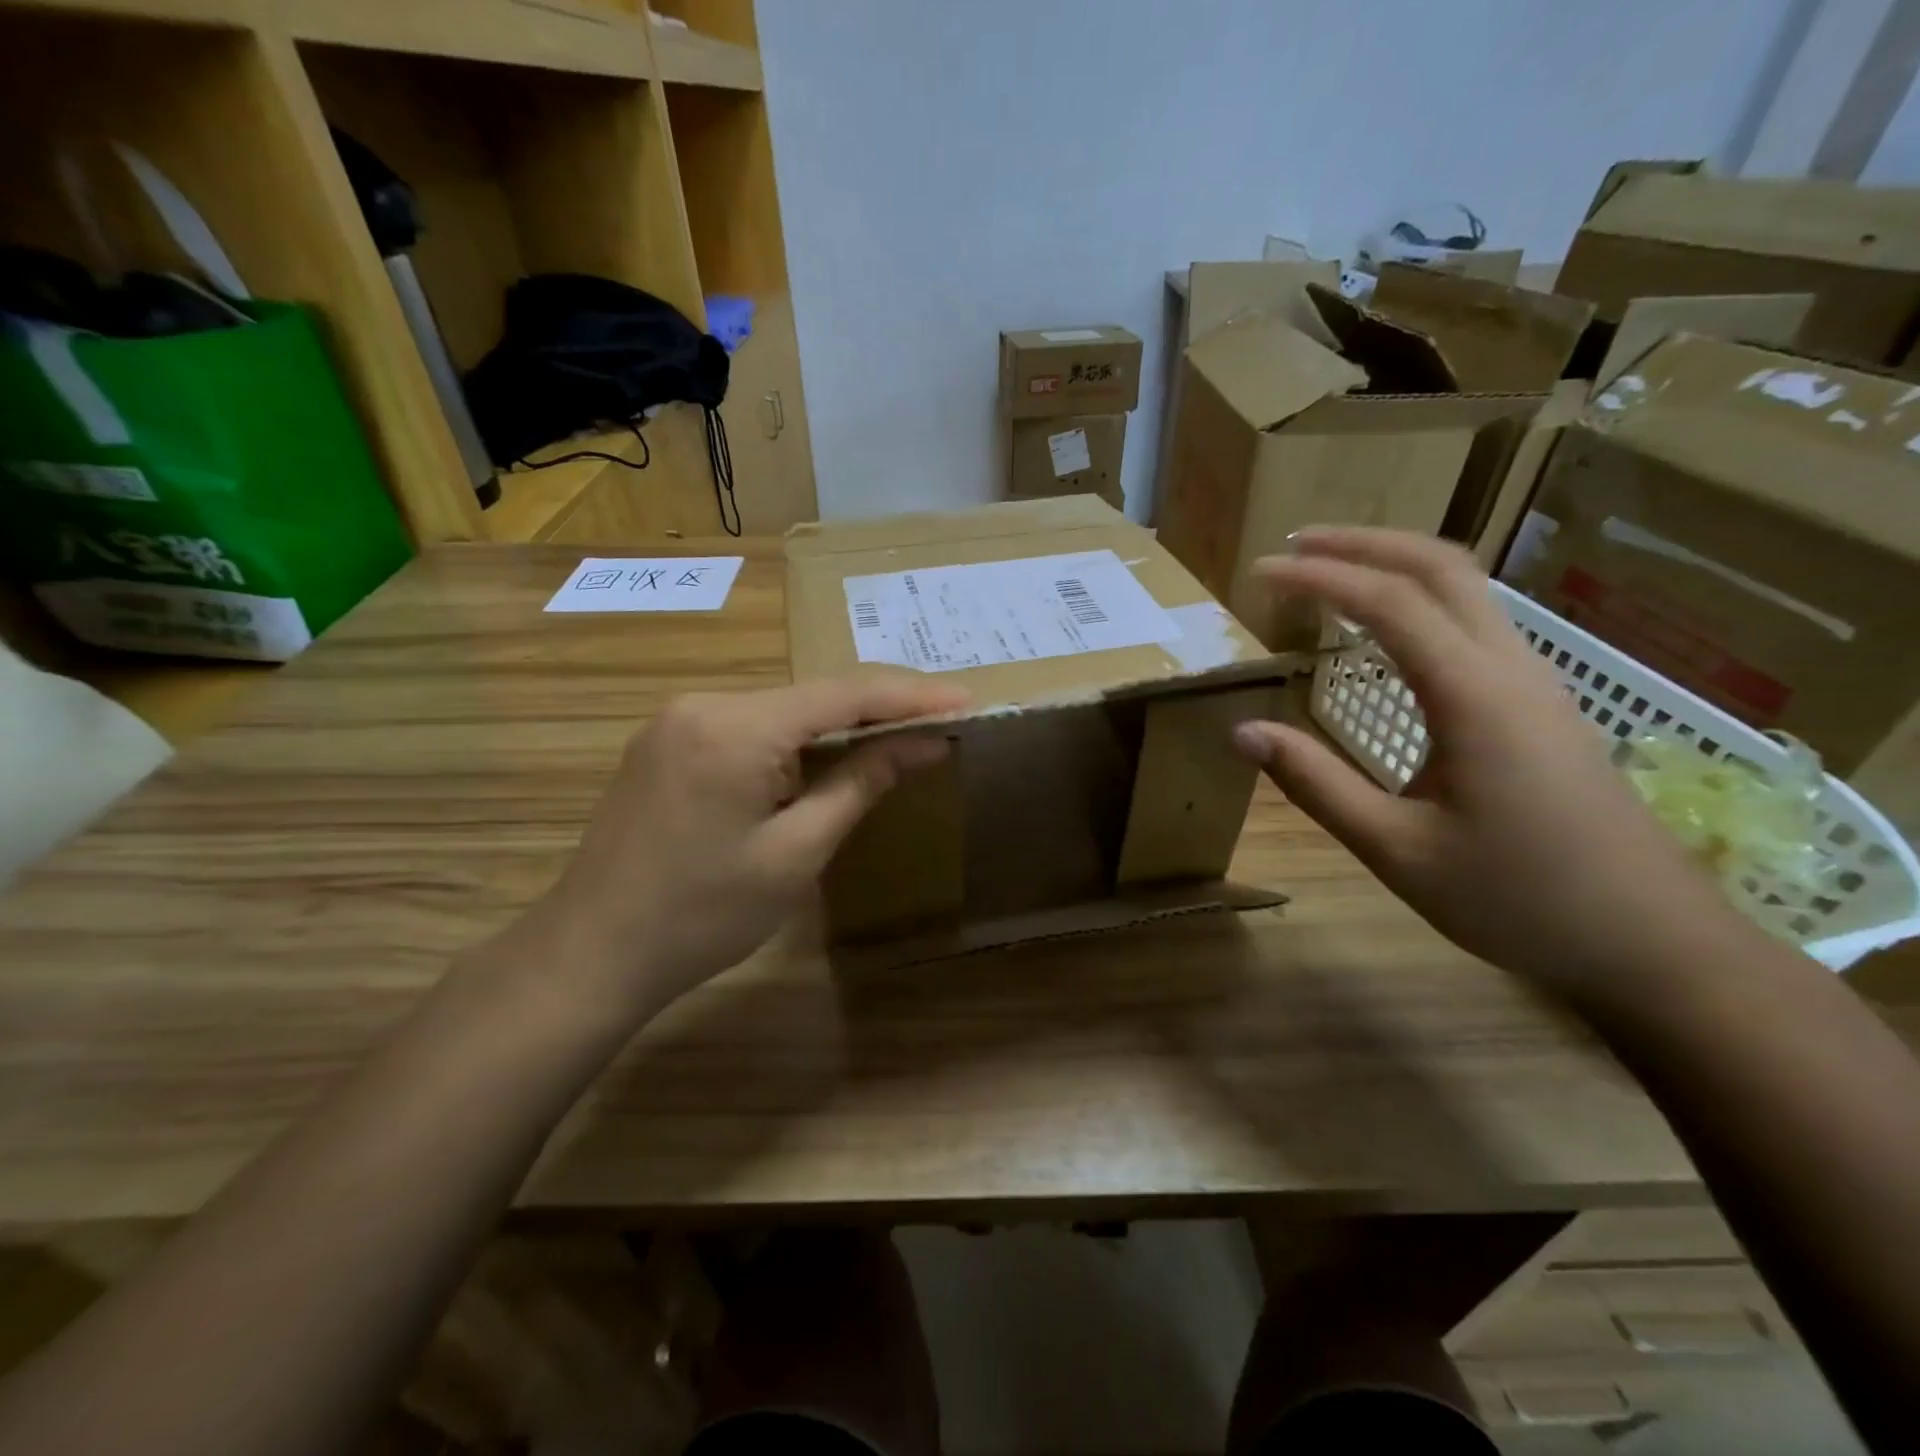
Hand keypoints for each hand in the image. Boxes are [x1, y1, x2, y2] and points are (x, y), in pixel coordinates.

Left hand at [531, 675, 965, 1019]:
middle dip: (878, 709)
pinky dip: (796, 740)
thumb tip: (923, 743)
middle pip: (811, 696)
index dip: (911, 696)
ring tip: (898, 737)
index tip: (966, 700)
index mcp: (735, 727)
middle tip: (940, 720)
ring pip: (781, 711)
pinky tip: (826, 759)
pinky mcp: (666, 742)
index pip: (843, 695)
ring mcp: (678, 721)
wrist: (591, 955)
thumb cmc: (702, 915)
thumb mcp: (795, 853)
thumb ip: (860, 784)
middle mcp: (703, 704)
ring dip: (838, 725)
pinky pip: (749, 727)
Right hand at [1230, 528, 1736, 992]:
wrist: (1649, 941)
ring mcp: (1534, 682)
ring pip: (1467, 588)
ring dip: (1394, 565)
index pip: (1388, 603)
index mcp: (1472, 696)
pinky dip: (1420, 600)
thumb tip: (1243, 732)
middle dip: (1363, 543)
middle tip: (1294, 545)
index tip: (1259, 573)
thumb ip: (1315, 783)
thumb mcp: (1396, 849)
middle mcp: (1510, 668)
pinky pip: (1476, 622)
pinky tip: (1387, 630)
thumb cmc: (1516, 898)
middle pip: (1441, 567)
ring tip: (1330, 574)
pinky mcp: (1541, 704)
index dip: (1318, 577)